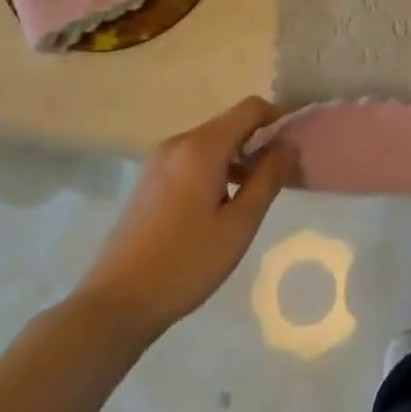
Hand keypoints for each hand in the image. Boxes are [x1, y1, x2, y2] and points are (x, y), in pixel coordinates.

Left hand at [77, 96, 290, 339]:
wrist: (115, 303)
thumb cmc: (185, 264)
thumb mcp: (239, 225)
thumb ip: (268, 178)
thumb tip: (288, 144)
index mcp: (202, 147)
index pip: (250, 108)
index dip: (278, 119)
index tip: (295, 147)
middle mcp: (179, 142)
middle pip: (230, 124)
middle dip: (258, 141)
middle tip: (279, 177)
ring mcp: (159, 160)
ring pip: (211, 142)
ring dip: (237, 157)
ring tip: (252, 195)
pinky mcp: (149, 179)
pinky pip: (192, 158)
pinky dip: (214, 168)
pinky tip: (219, 206)